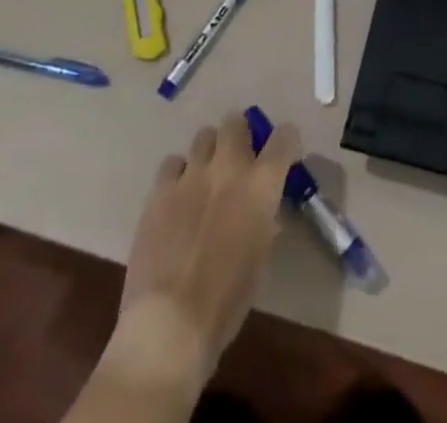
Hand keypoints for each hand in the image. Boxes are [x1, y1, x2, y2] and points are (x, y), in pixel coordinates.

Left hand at [118, 112, 301, 380]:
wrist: (169, 324)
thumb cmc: (226, 302)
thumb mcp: (260, 259)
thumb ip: (263, 220)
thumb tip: (263, 209)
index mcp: (262, 185)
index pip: (285, 137)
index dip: (286, 142)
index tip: (283, 157)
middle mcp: (229, 167)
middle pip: (236, 122)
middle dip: (241, 135)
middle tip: (239, 159)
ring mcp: (192, 174)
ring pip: (204, 135)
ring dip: (210, 151)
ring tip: (206, 176)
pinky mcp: (160, 190)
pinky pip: (173, 163)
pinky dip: (179, 173)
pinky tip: (178, 196)